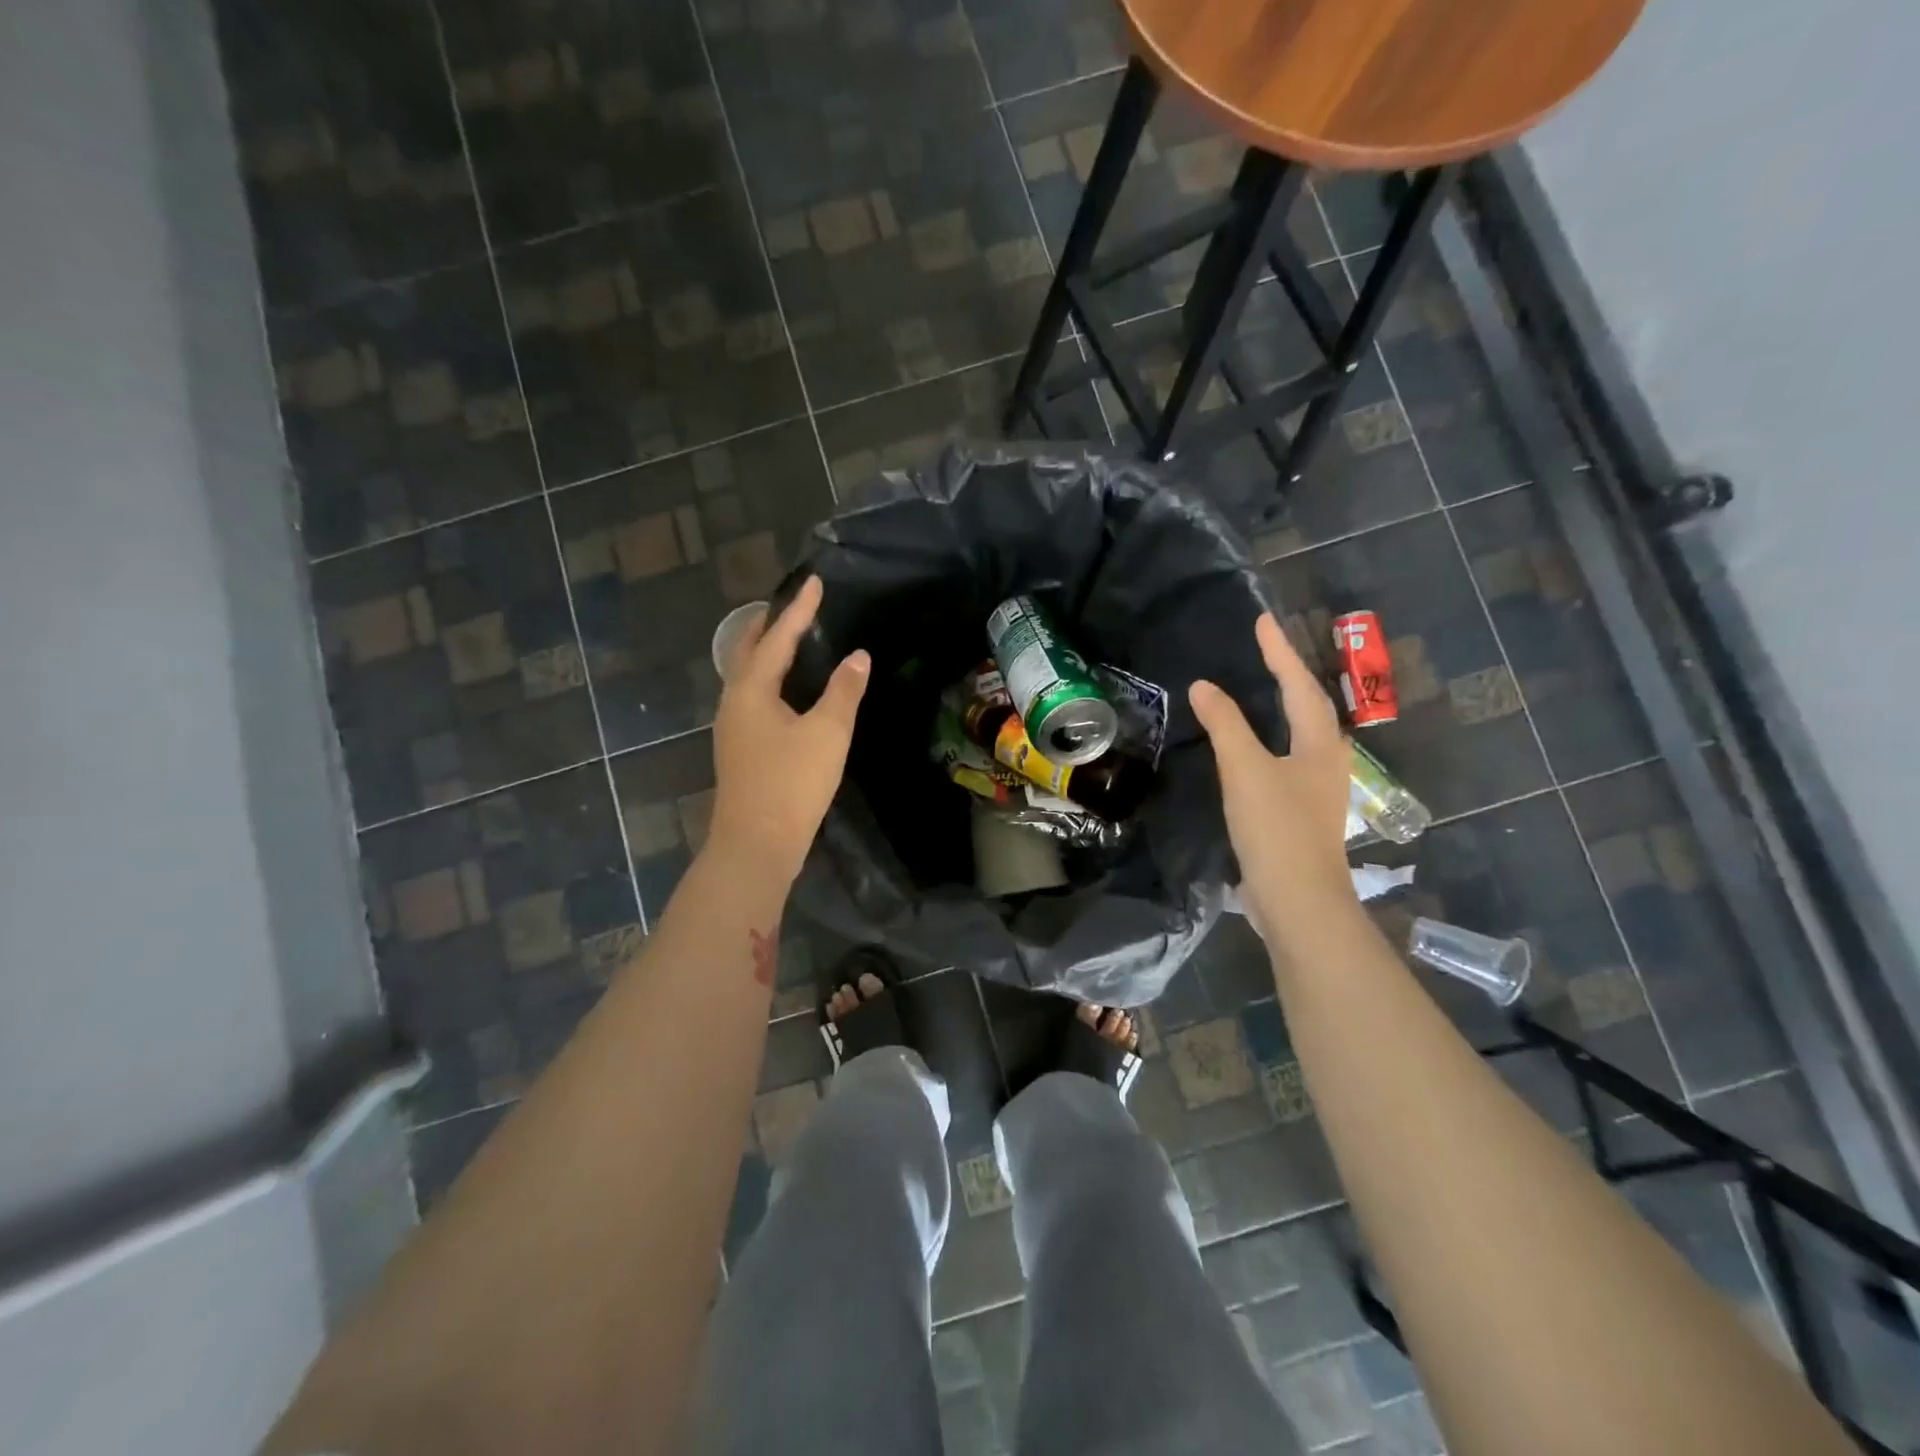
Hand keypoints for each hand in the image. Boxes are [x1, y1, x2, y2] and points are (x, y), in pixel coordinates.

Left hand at [708, 576, 869, 883]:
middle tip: (794, 605)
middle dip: (770, 625)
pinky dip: (768, 678)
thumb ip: (844, 690)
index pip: (777, 637)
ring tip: (790, 639)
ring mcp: (732, 726)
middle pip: (749, 651)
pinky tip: (785, 690)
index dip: (799, 609)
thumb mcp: (828, 733)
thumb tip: (857, 656)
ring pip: (747, 675)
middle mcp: (733, 701)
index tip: (814, 582)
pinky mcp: (739, 748)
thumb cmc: (792, 783)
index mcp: (751, 689)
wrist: (756, 844)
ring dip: (766, 651)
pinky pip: (752, 696)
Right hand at [1189, 613, 1356, 942]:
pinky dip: (1266, 740)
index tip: (1262, 620)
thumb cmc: (1277, 828)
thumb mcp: (1245, 770)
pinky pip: (1283, 759)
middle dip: (1288, 675)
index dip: (1279, 652)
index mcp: (1318, 743)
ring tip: (1259, 688)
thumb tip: (1203, 685)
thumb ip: (1225, 725)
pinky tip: (1250, 748)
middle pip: (1308, 706)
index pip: (1298, 685)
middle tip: (1264, 649)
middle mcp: (1324, 760)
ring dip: (1280, 707)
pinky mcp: (1298, 812)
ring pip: (1298, 734)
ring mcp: (1314, 789)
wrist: (1298, 901)